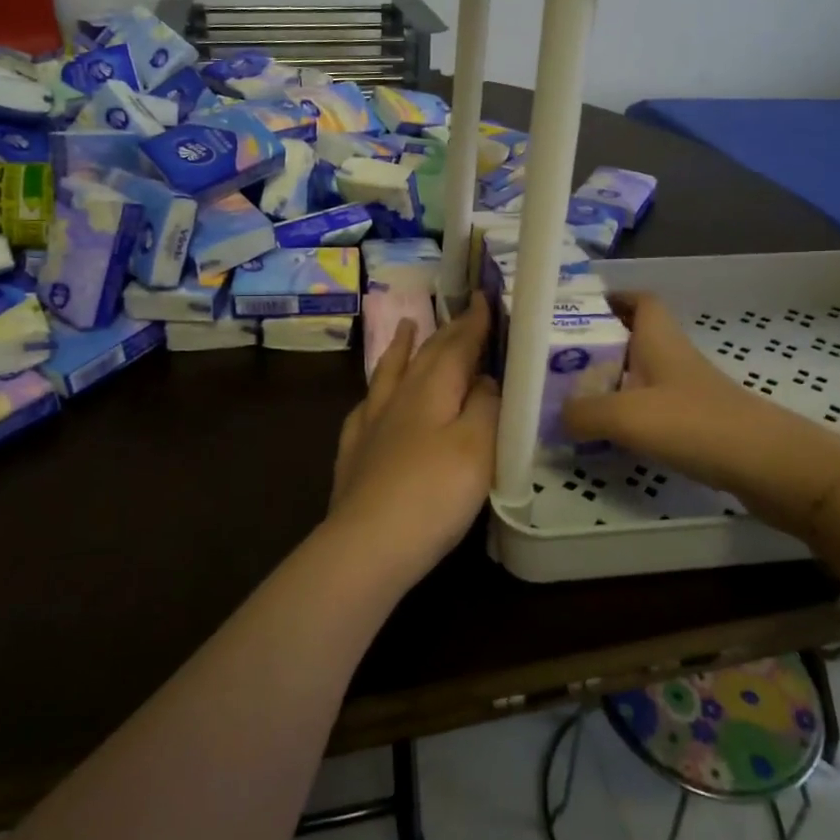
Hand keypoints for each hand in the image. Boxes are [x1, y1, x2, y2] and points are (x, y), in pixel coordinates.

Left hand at [326, 292, 500, 583]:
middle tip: (460, 312)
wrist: (368, 544)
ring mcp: (371, 423)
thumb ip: (485, 406)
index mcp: (433, 389)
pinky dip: (375, 391)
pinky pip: (365, 406)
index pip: (458, 344)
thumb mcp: (478, 447)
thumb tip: (483, 379)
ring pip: (388, 373)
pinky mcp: (354, 451)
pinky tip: (372, 397)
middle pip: (426, 355)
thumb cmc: (435, 494)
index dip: (473, 321)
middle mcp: (399, 396)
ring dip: (401, 347)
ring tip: (406, 325)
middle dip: (446, 332)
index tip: (484, 296)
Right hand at [561, 294, 839, 534]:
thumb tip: (556, 416)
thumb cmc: (694, 423)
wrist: (768, 466)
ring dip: (612, 383)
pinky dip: (630, 416)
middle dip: (599, 346)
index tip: (578, 310)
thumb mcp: (624, 415)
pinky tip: (610, 435)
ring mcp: (689, 392)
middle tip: (559, 363)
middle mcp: (673, 359)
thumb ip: (581, 412)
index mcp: (659, 340)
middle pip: (634, 339)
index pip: (640, 301)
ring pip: (642, 376)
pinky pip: (654, 409)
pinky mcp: (698, 424)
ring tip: (574, 400)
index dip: (612, 298)